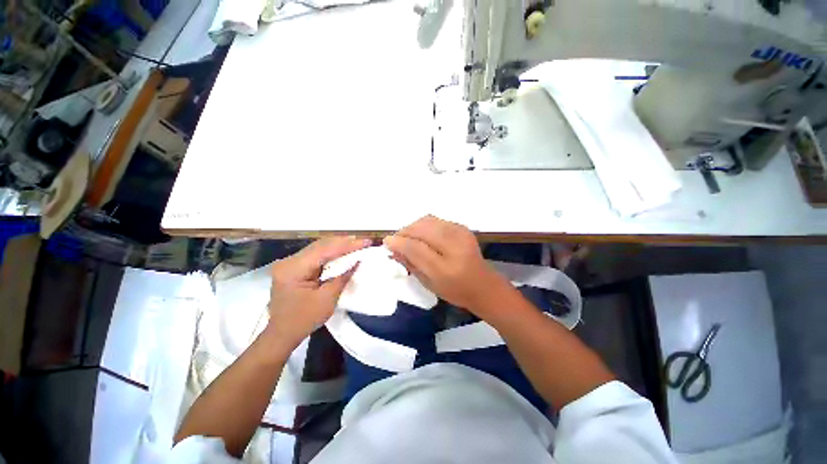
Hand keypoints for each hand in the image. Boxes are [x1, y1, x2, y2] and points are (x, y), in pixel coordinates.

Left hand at [265, 237, 370, 349]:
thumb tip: (357, 261)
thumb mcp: (327, 299)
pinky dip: (331, 253)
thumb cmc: (304, 320)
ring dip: (338, 246)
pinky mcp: (294, 267)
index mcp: (293, 269)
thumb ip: (342, 277)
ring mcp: (290, 263)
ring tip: (357, 244)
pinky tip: (343, 252)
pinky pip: (316, 255)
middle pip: (321, 245)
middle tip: (364, 241)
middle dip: (344, 242)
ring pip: (319, 248)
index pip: (324, 250)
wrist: (282, 334)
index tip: (365, 242)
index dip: (347, 245)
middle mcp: (289, 261)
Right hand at [384, 215, 510, 314]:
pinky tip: (422, 235)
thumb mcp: (429, 283)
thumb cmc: (455, 290)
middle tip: (396, 240)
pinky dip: (424, 225)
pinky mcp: (462, 227)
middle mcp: (455, 246)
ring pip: (428, 220)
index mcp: (446, 268)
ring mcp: (460, 233)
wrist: (483, 285)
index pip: (416, 248)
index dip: (399, 242)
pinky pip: (436, 220)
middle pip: (422, 228)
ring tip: (408, 237)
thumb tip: (392, 248)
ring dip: (413, 227)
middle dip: (404, 231)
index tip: (386, 242)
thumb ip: (410, 264)